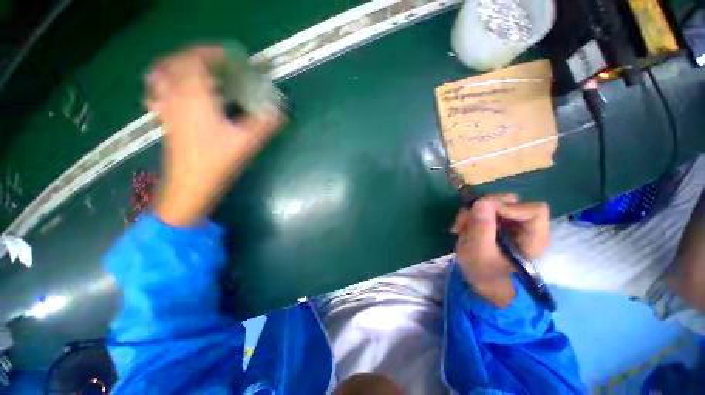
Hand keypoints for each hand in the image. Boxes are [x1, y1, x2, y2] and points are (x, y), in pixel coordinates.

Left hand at [146, 46, 282, 226]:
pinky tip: (177, 90)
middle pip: (177, 62)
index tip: (231, 56)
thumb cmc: (218, 163)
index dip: (213, 52)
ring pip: (162, 74)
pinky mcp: (165, 121)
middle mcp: (176, 97)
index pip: (196, 60)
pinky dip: (165, 83)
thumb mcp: (247, 142)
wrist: (190, 186)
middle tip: (218, 63)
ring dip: (179, 65)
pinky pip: (157, 93)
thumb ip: (265, 124)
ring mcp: (167, 109)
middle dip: (198, 56)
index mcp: (195, 97)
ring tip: (198, 70)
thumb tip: (282, 111)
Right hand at [451, 194, 549, 306]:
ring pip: (494, 202)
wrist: (478, 280)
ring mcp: (510, 223)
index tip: (483, 212)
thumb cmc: (482, 271)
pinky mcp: (498, 221)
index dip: (509, 207)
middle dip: (484, 207)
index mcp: (533, 238)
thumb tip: (482, 201)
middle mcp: (525, 227)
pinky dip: (470, 214)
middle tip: (465, 218)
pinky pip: (484, 208)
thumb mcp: (478, 251)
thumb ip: (481, 227)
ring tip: (460, 225)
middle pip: (512, 201)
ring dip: (472, 211)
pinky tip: (461, 226)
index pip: (534, 210)